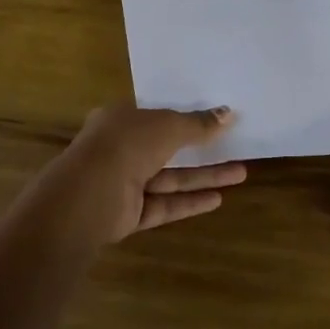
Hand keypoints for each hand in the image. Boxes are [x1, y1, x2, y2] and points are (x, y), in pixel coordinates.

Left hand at [40, 104, 245, 245]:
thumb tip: (228, 114)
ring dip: (202, 176)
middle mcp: (120, 149)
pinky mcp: (129, 214)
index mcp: (120, 120)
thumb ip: (198, 123)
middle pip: (166, 148)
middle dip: (200, 148)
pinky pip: (164, 204)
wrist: (89, 194)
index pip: (154, 115)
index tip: (210, 117)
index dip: (181, 115)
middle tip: (234, 146)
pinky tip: (218, 199)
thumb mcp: (168, 125)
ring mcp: (124, 184)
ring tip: (240, 173)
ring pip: (169, 178)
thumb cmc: (126, 143)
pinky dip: (189, 202)